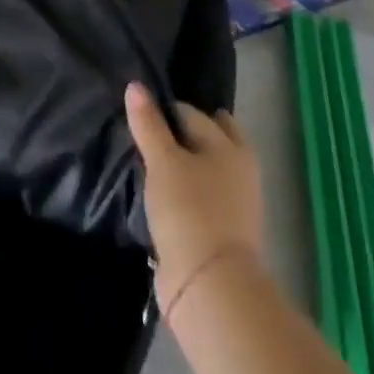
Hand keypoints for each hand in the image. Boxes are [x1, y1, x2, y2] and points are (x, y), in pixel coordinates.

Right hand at [125, 82, 263, 313]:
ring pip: (201, 170)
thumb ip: (149, 123)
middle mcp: (238, 171)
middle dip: (181, 134)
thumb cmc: (190, 209)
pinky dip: (180, 191)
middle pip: (205, 141)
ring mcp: (231, 205)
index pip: (192, 113)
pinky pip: (196, 198)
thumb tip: (135, 85)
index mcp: (232, 147)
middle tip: (148, 130)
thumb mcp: (162, 160)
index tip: (141, 112)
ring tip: (146, 159)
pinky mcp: (218, 233)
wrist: (210, 287)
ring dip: (180, 165)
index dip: (166, 109)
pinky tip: (156, 189)